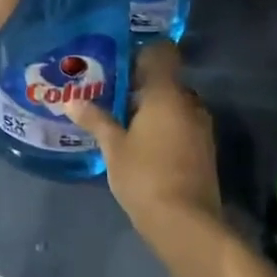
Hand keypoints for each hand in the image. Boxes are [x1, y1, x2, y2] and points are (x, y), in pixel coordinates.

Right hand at [66, 42, 221, 239]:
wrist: (185, 222)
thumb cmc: (145, 176)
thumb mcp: (113, 148)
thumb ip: (96, 120)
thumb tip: (71, 101)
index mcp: (167, 94)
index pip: (162, 54)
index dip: (141, 54)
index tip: (117, 63)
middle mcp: (189, 103)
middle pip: (165, 81)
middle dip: (140, 86)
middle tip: (109, 95)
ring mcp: (200, 127)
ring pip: (173, 105)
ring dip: (152, 109)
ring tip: (121, 122)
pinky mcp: (204, 149)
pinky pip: (181, 125)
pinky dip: (163, 127)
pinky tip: (141, 144)